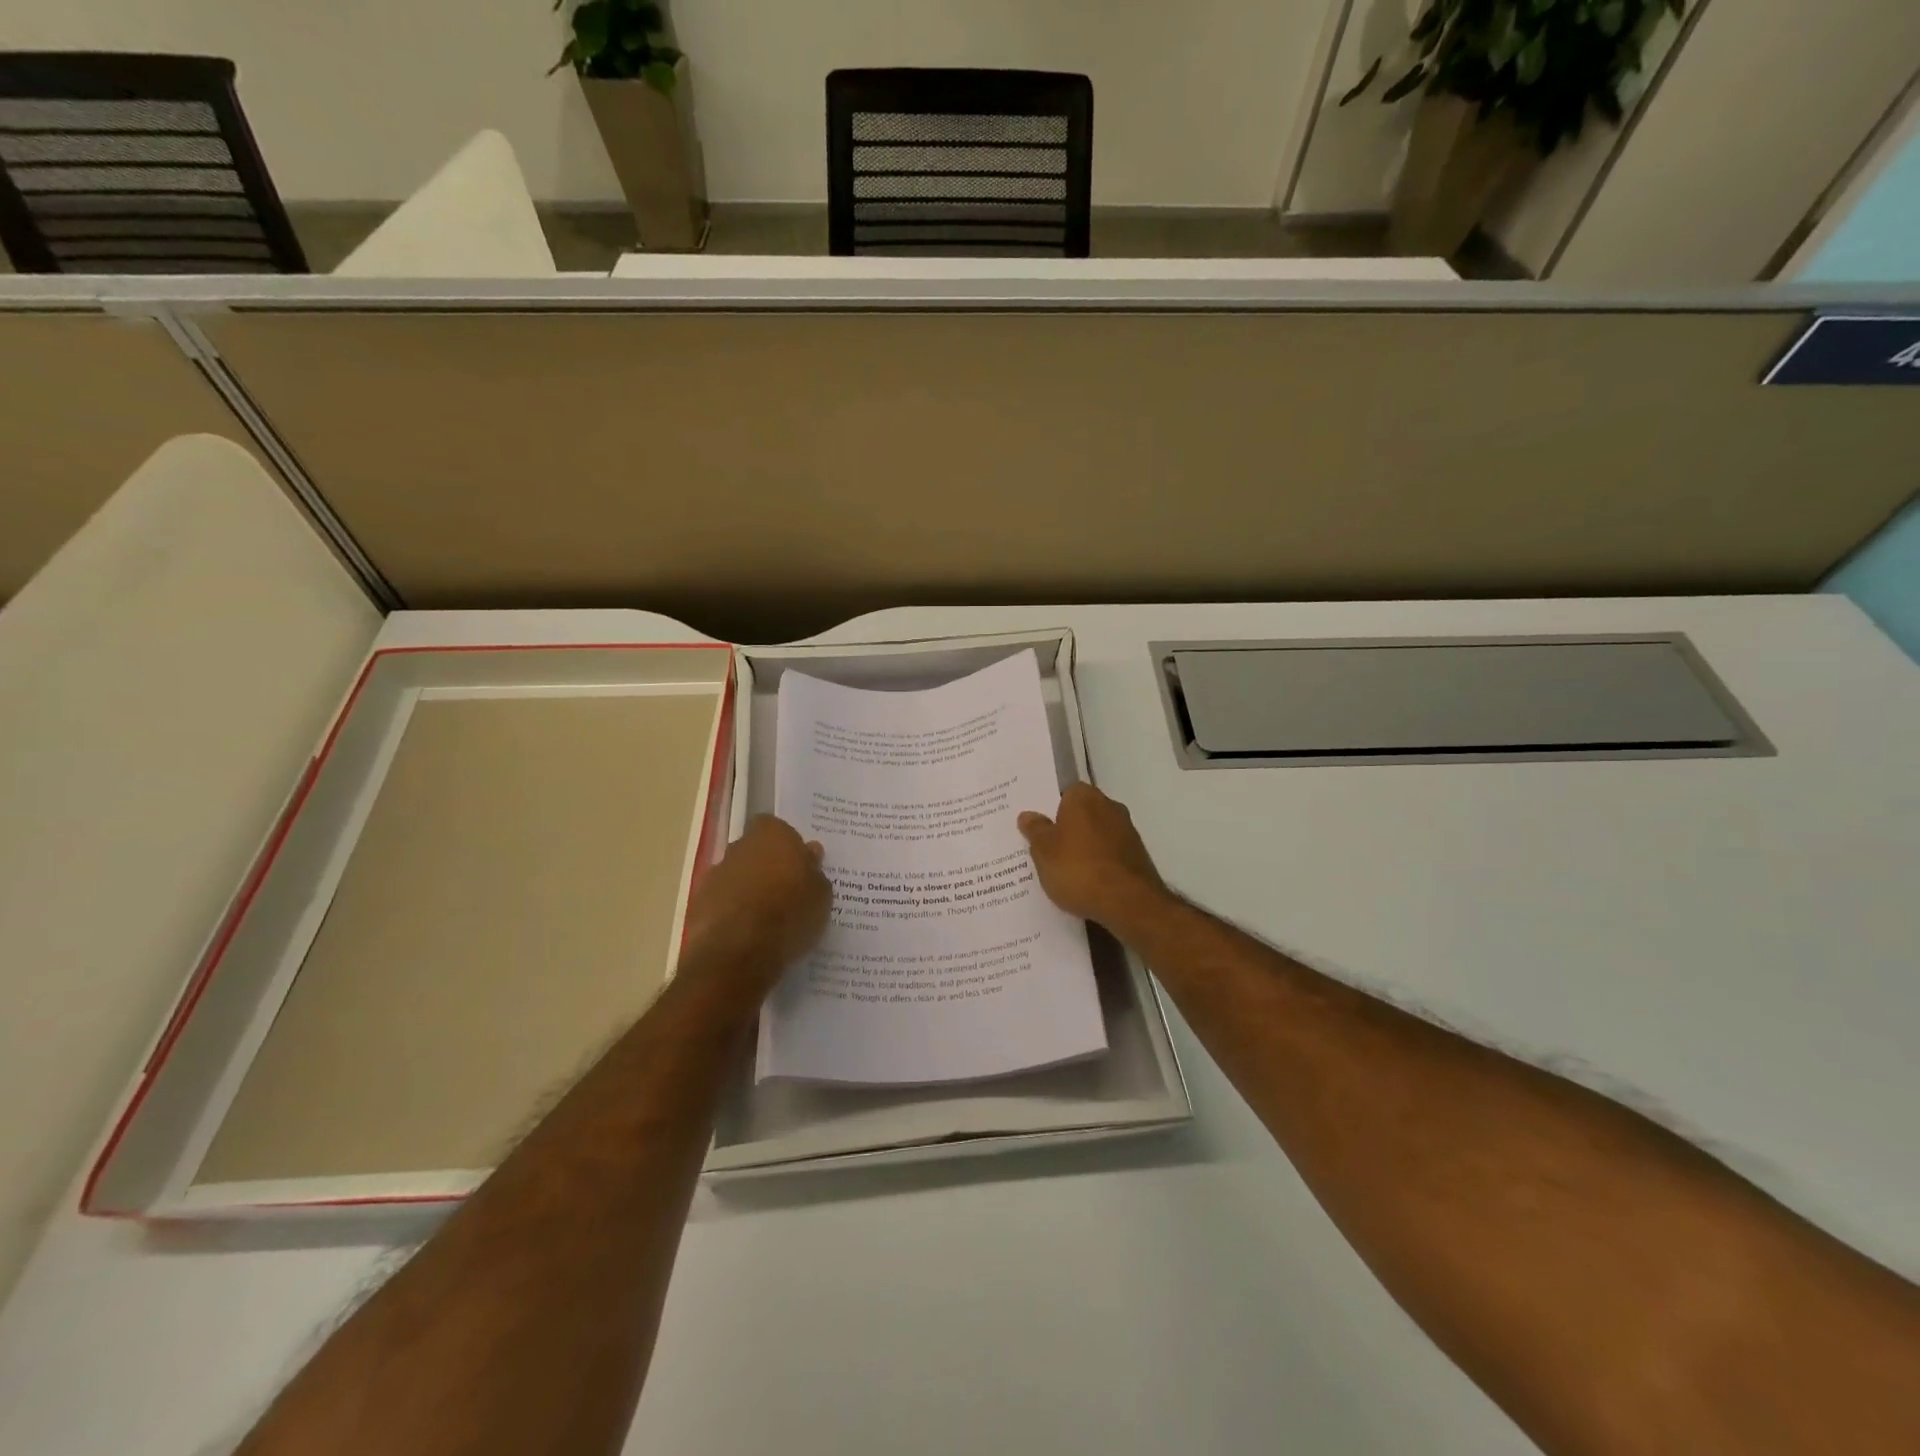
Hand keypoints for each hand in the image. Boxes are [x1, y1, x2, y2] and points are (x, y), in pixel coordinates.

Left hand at [680, 815, 831, 994]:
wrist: (737, 951)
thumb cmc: (789, 914)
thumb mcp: (821, 895)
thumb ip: (814, 870)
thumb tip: (809, 854)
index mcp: (772, 835)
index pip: (777, 828)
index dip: (788, 845)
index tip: (799, 866)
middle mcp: (739, 847)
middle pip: (755, 850)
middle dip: (767, 866)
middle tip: (786, 892)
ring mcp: (715, 874)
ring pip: (736, 876)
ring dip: (748, 890)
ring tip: (767, 919)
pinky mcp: (697, 903)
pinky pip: (722, 901)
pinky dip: (732, 912)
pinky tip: (746, 934)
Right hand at [1018, 784, 1170, 933]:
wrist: (1128, 902)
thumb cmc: (1078, 869)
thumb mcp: (1043, 851)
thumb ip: (1035, 830)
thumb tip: (1027, 815)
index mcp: (1084, 797)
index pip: (1065, 794)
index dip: (1052, 811)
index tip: (1040, 829)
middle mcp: (1110, 807)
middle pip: (1083, 814)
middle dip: (1068, 829)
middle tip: (1048, 850)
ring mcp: (1128, 832)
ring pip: (1097, 835)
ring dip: (1085, 848)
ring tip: (1065, 872)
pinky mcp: (1138, 856)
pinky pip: (1110, 854)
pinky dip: (1100, 864)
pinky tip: (1087, 883)